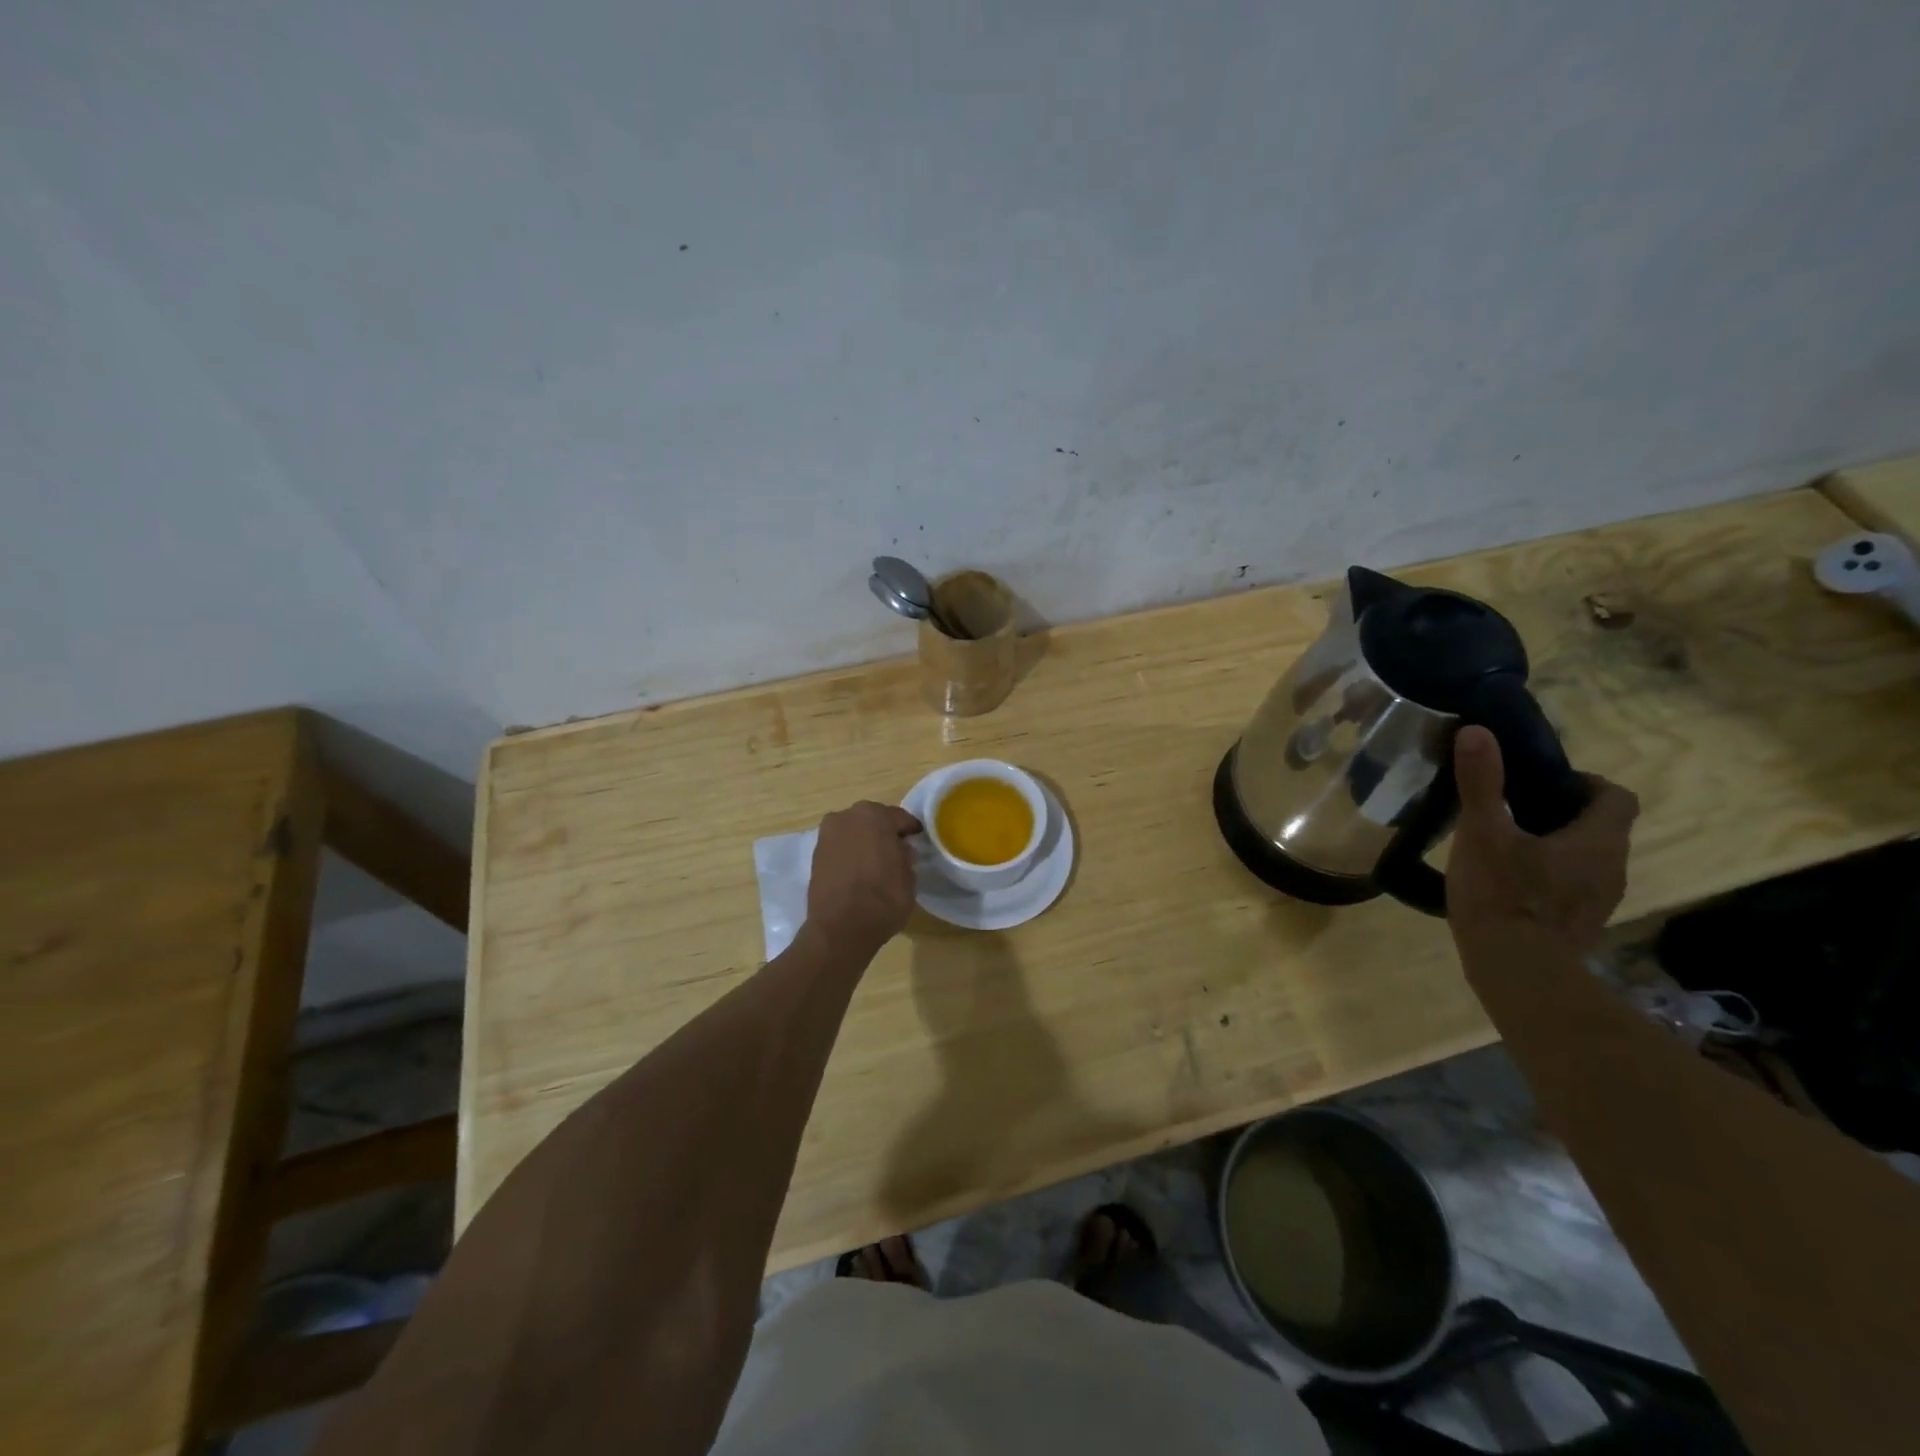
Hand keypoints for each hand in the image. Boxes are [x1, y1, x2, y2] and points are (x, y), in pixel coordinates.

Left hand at [805, 801, 922, 955]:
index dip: (910, 830)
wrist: (840, 928)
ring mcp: (827, 834)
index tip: (918, 840)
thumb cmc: (883, 898)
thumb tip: (901, 850)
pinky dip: (849, 854)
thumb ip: (906, 856)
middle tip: (897, 851)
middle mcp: (847, 816)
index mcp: (874, 815)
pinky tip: (859, 871)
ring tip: (876, 863)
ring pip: (853, 832)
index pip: (899, 818)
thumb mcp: (909, 877)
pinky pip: (840, 847)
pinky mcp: (814, 855)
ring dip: (864, 842)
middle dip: (884, 833)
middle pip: (872, 820)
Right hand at [1446, 726, 1639, 957]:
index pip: (1615, 797)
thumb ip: (1482, 782)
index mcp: (1597, 841)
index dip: (1584, 783)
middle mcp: (1610, 868)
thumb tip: (1478, 731)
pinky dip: (1545, 876)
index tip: (1539, 784)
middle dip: (1559, 813)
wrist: (1518, 974)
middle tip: (1509, 809)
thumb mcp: (1482, 833)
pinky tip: (1505, 883)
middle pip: (1599, 827)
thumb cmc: (1504, 897)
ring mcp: (1597, 901)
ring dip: (1552, 846)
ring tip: (1502, 845)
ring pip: (1583, 858)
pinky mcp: (1577, 925)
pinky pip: (1569, 887)